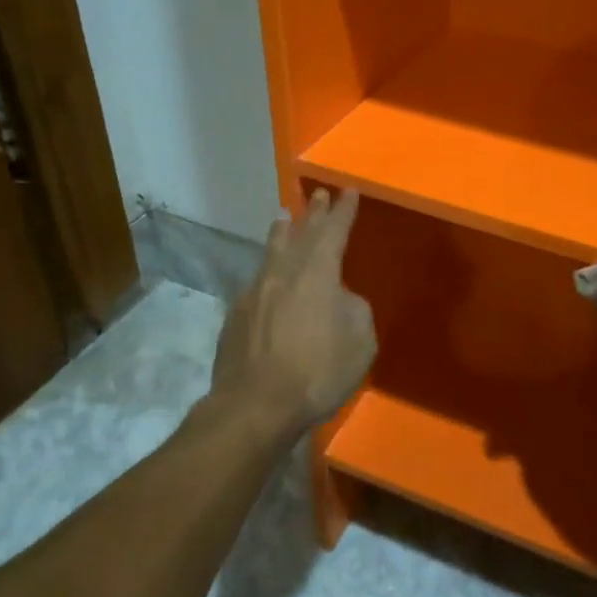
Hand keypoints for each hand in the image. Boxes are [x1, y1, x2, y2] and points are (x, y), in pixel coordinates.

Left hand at [212, 187, 375, 434]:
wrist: (255, 406)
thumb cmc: (317, 371)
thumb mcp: (360, 341)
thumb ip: (354, 309)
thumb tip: (340, 299)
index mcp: (318, 273)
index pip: (334, 231)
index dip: (343, 211)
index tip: (348, 190)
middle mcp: (284, 273)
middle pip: (301, 234)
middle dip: (313, 213)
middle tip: (318, 194)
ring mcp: (255, 292)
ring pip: (272, 252)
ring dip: (282, 232)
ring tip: (283, 216)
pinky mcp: (236, 316)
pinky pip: (257, 281)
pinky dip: (268, 270)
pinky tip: (268, 276)